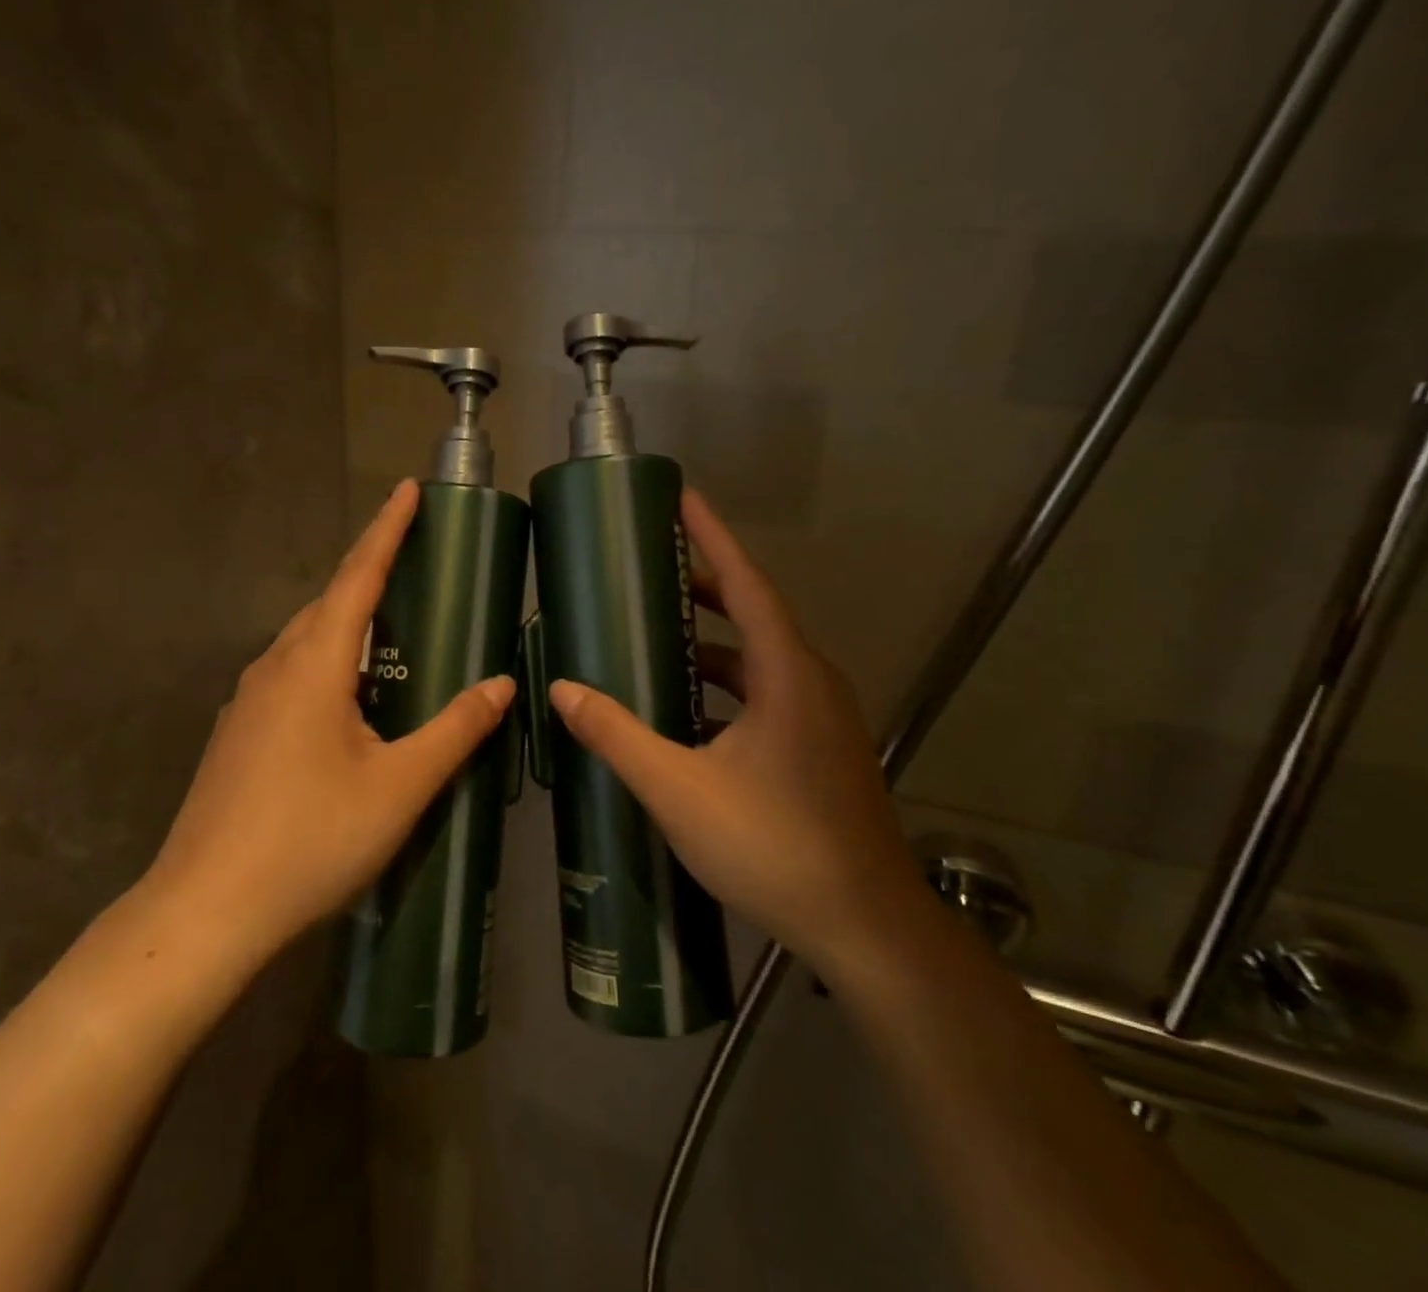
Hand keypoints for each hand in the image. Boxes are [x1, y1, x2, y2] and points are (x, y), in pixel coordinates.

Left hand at [144, 479, 516, 975]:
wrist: (204, 910)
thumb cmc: (310, 840)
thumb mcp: (399, 786)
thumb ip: (454, 730)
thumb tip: (500, 684)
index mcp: (314, 664)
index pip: (358, 576)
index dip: (387, 529)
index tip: (407, 488)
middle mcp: (274, 668)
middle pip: (328, 602)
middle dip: (369, 570)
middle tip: (413, 557)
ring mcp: (248, 701)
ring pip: (306, 640)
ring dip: (346, 618)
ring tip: (390, 623)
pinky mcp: (238, 733)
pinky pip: (290, 673)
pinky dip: (327, 660)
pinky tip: (347, 696)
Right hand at [546, 490, 920, 968]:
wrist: (866, 929)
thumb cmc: (774, 847)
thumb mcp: (680, 789)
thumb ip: (618, 736)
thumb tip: (561, 691)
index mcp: (787, 675)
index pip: (747, 584)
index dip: (713, 537)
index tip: (682, 498)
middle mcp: (810, 683)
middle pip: (755, 614)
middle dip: (704, 585)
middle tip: (650, 569)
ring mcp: (821, 718)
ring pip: (761, 659)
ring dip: (713, 640)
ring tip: (658, 633)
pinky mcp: (820, 749)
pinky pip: (767, 693)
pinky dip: (726, 684)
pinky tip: (688, 709)